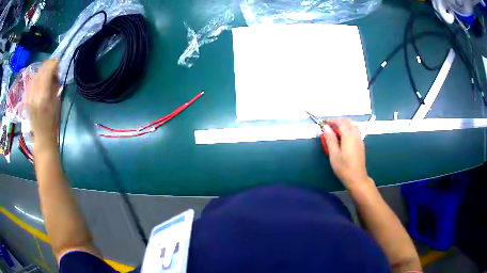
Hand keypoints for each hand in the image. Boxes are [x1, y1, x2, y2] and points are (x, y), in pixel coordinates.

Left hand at [26, 60, 60, 145]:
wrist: (42, 137)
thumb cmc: (52, 122)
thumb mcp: (56, 102)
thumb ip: (54, 85)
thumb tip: (54, 73)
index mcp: (43, 97)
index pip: (46, 72)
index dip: (53, 64)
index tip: (58, 62)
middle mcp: (34, 96)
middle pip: (39, 72)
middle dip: (47, 66)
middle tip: (53, 67)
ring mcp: (28, 98)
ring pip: (34, 76)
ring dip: (40, 72)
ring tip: (46, 74)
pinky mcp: (26, 100)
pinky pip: (29, 83)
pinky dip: (35, 78)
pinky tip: (38, 80)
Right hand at [323, 119, 373, 189]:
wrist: (357, 178)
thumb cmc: (343, 167)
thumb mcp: (333, 154)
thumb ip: (330, 139)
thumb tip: (326, 127)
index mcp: (348, 136)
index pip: (340, 122)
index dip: (332, 121)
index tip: (324, 124)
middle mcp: (355, 134)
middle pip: (347, 122)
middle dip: (338, 122)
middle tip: (329, 127)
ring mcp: (359, 139)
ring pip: (352, 126)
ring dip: (343, 125)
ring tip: (335, 132)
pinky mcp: (361, 144)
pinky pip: (355, 131)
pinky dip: (348, 130)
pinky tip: (343, 138)